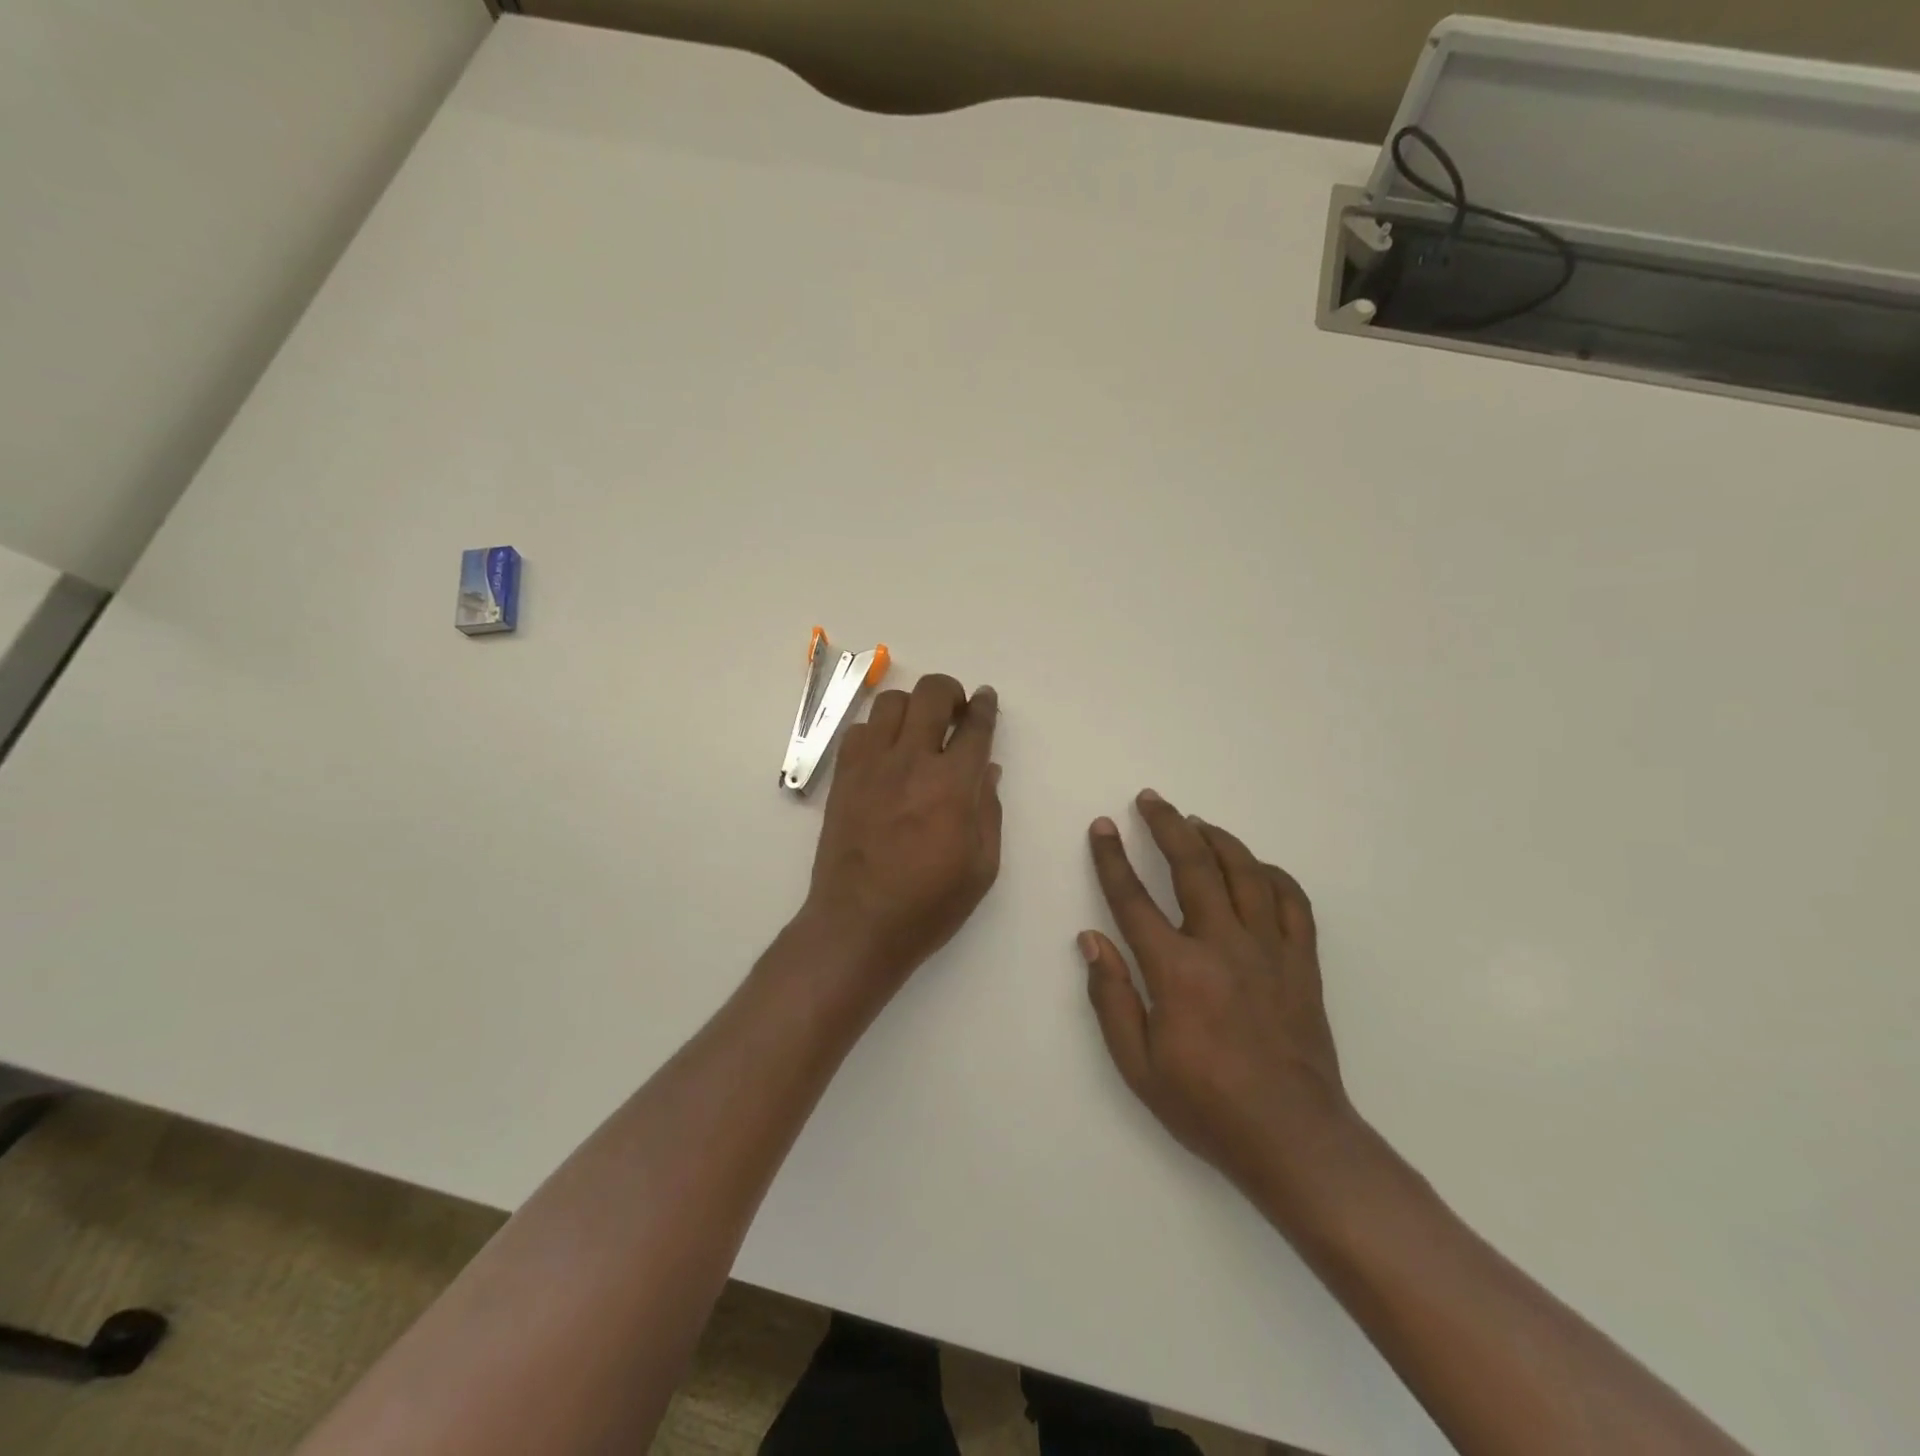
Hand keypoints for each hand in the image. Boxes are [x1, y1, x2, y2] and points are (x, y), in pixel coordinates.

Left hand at [802, 674, 1002, 1000]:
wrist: (858, 924)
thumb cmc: (928, 904)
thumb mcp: (981, 867)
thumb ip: (989, 811)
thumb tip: (987, 770)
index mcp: (952, 785)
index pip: (975, 726)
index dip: (985, 706)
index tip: (986, 699)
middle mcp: (911, 762)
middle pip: (931, 694)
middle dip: (950, 691)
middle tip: (956, 711)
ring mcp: (871, 766)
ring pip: (890, 702)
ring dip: (912, 706)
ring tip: (918, 729)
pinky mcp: (843, 777)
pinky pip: (858, 730)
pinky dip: (877, 730)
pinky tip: (886, 753)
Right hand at [1081, 790, 1357, 1220]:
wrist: (1293, 1138)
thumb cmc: (1206, 1105)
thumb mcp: (1138, 1065)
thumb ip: (1110, 997)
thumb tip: (1090, 939)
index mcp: (1176, 970)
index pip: (1133, 899)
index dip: (1112, 859)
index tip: (1102, 827)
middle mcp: (1223, 946)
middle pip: (1192, 867)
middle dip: (1167, 826)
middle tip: (1150, 798)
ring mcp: (1269, 950)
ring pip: (1245, 873)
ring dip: (1218, 840)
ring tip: (1197, 822)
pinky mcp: (1303, 963)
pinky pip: (1293, 902)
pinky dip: (1274, 875)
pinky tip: (1258, 867)